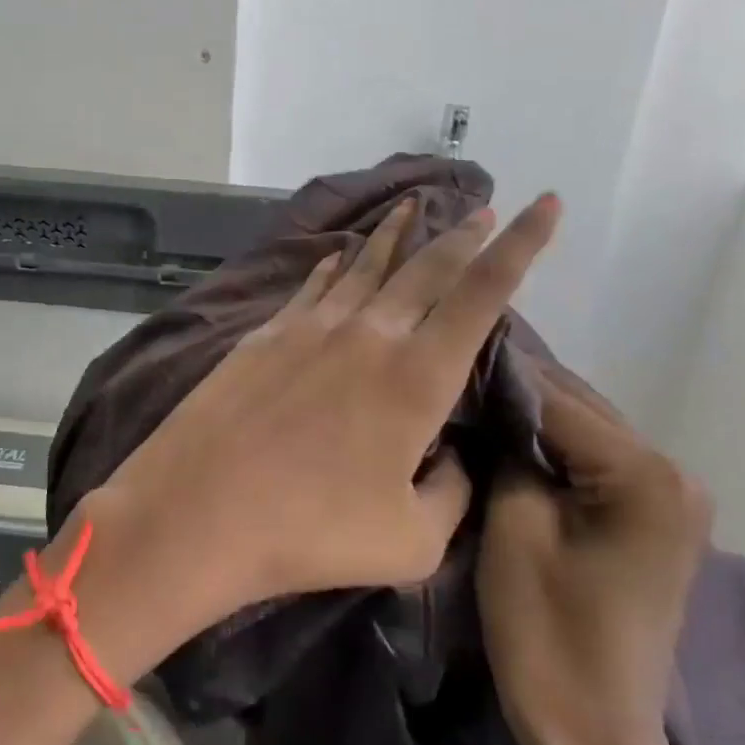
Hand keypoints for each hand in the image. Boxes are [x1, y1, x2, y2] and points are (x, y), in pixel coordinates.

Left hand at [80, 192, 561, 658]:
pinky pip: (314, 285)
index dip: (521, 245)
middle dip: (461, 235)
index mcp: (417, 376)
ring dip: (396, 234)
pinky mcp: (266, 334)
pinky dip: (335, 263)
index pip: (482, 294)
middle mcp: (368, 334)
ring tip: (413, 207)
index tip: (545, 204)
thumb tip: (451, 455)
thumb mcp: (412, 540)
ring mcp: (311, 327)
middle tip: (481, 208)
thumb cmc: (311, 531)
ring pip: (366, 265)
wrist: (199, 507)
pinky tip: (339, 253)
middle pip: (426, 268)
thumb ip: (451, 492)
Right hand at [478, 386, 744, 744]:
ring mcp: (669, 494)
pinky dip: (549, 444)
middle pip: (576, 405)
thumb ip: (506, 449)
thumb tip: (485, 396)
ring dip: (527, 413)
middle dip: (511, 387)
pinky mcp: (652, 515)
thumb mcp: (513, 526)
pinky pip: (592, 458)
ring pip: (583, 427)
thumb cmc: (548, 634)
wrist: (596, 734)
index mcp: (645, 474)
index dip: (492, 374)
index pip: (555, 397)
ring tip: (464, 396)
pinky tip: (502, 435)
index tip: (438, 355)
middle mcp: (672, 471)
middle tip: (445, 372)